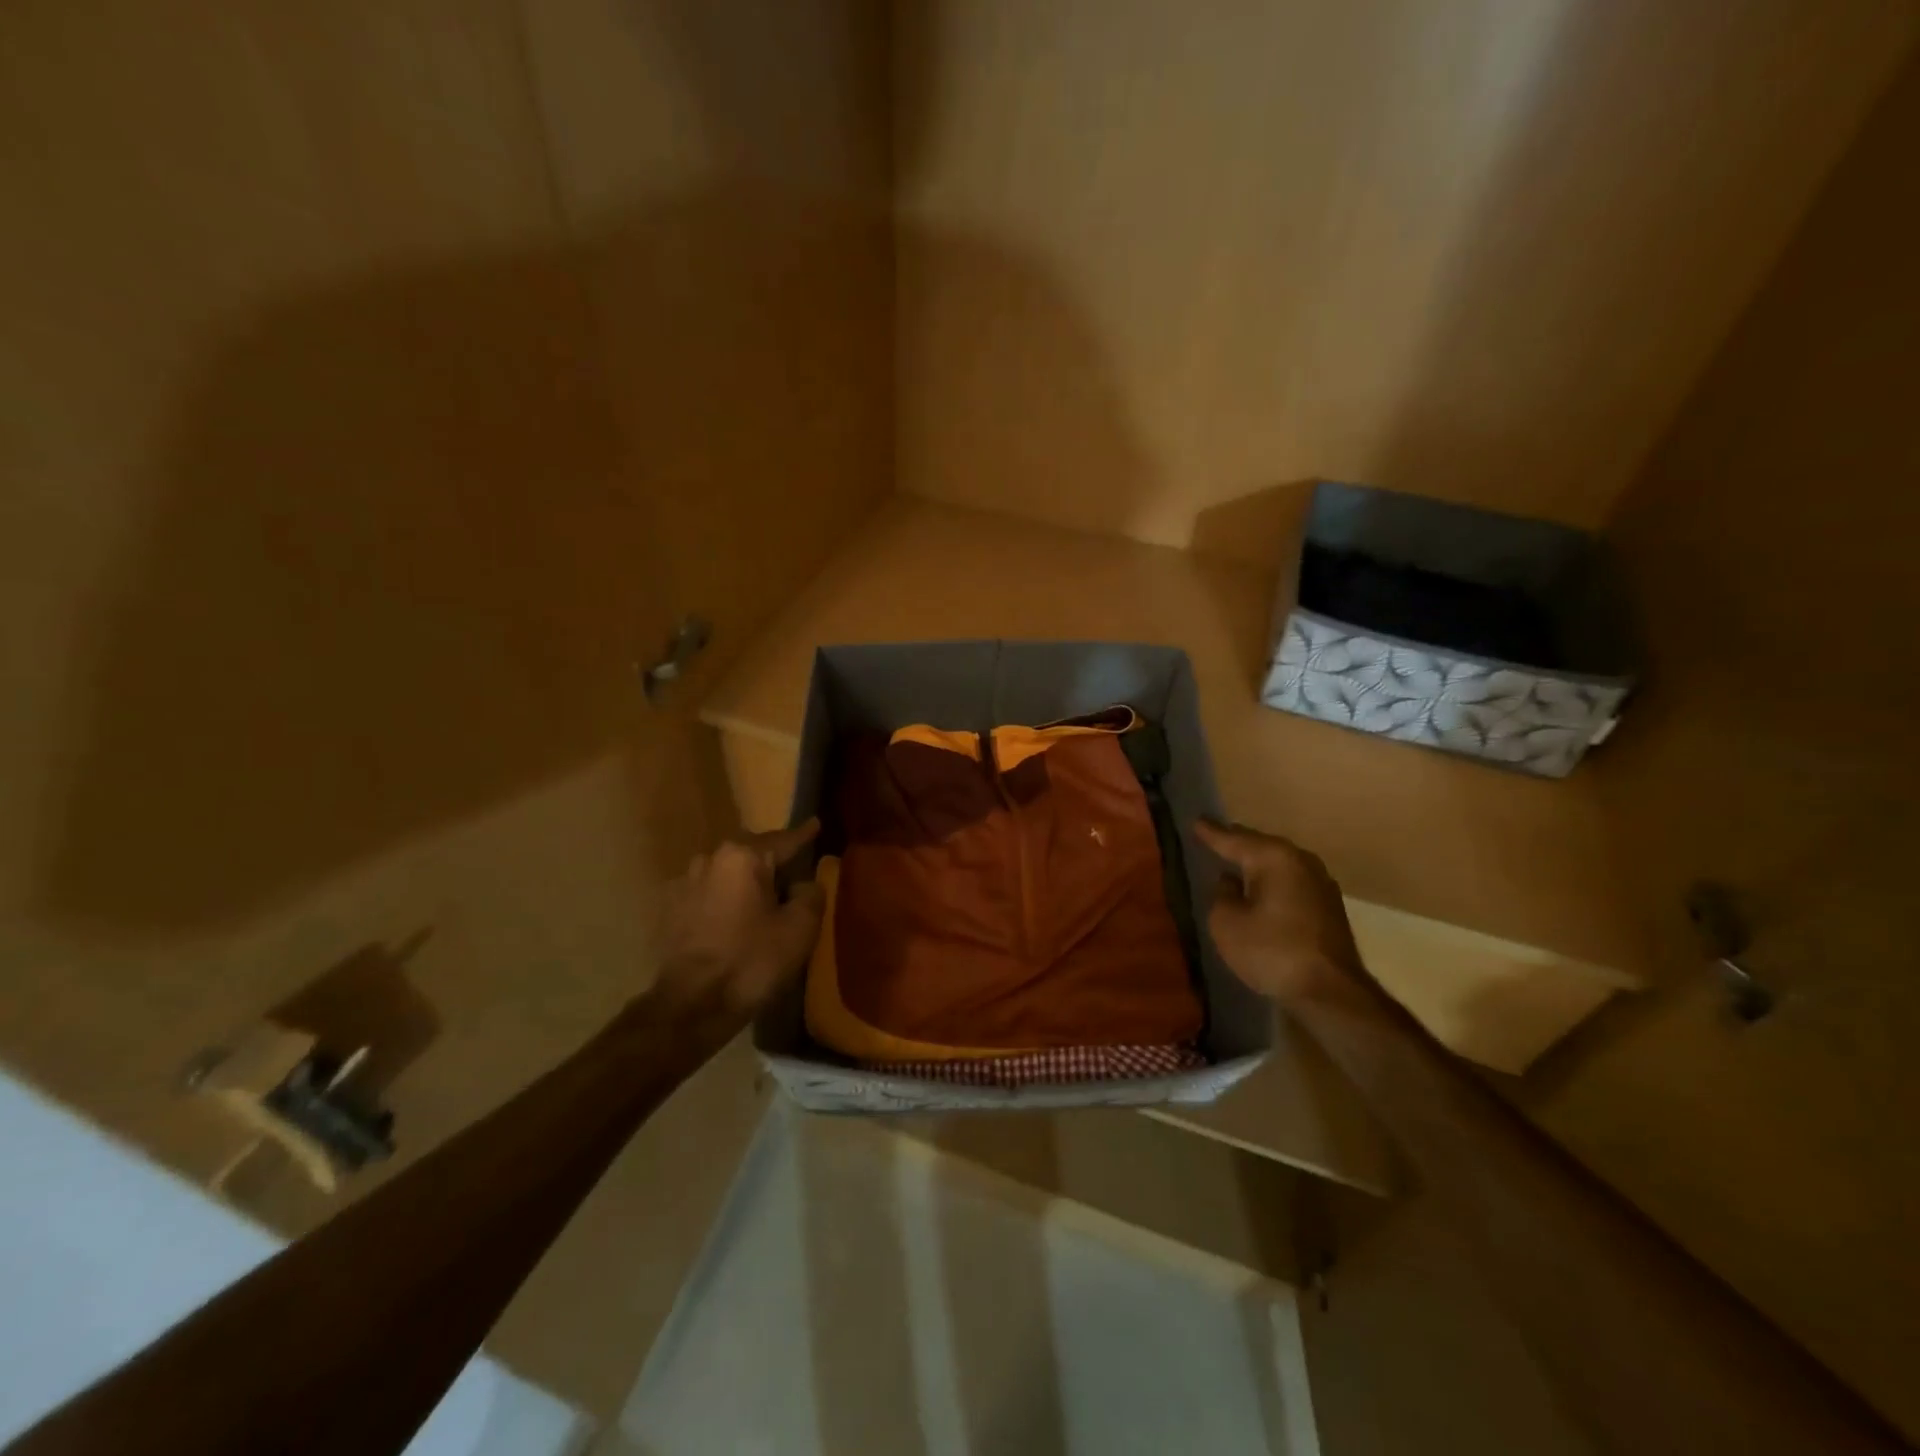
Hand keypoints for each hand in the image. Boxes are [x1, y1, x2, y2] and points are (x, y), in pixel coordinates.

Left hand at [654, 821, 824, 1018]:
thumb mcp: (800, 928)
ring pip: (727, 872)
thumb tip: (804, 884)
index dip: (804, 835)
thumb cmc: (752, 961)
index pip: (783, 840)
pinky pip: (708, 893)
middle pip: (751, 852)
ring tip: (762, 898)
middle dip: (772, 859)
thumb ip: (810, 894)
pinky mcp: (670, 909)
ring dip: (745, 881)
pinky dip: (724, 899)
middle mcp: (710, 859)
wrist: (692, 1005)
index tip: (815, 824)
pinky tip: (733, 919)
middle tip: (792, 870)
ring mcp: (684, 883)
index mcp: (743, 856)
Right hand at [1195, 819, 1362, 1005]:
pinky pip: (1290, 883)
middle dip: (1237, 843)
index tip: (1196, 821)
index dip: (1211, 832)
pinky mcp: (1329, 907)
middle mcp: (1300, 860)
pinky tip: (1261, 890)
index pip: (1233, 839)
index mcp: (1273, 857)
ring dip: (1257, 865)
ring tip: (1234, 863)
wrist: (1331, 993)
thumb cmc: (1271, 951)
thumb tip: (1231, 882)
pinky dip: (1273, 883)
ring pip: (1278, 864)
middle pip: (1260, 846)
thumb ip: (1222, 894)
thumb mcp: (1226, 922)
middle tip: (1213, 838)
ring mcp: (1320, 883)